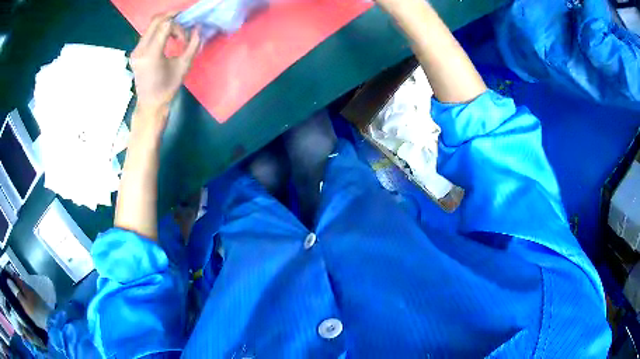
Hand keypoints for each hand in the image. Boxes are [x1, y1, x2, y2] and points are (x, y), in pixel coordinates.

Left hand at [129, 11, 200, 133]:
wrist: (149, 104)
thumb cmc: (167, 88)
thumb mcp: (183, 66)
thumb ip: (192, 44)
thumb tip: (198, 28)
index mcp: (152, 54)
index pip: (166, 25)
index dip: (179, 24)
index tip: (187, 32)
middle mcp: (140, 50)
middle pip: (155, 21)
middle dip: (171, 17)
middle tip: (183, 20)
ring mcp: (135, 51)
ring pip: (151, 26)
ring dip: (165, 25)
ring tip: (176, 34)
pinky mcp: (135, 52)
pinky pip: (147, 34)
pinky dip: (159, 31)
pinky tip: (167, 38)